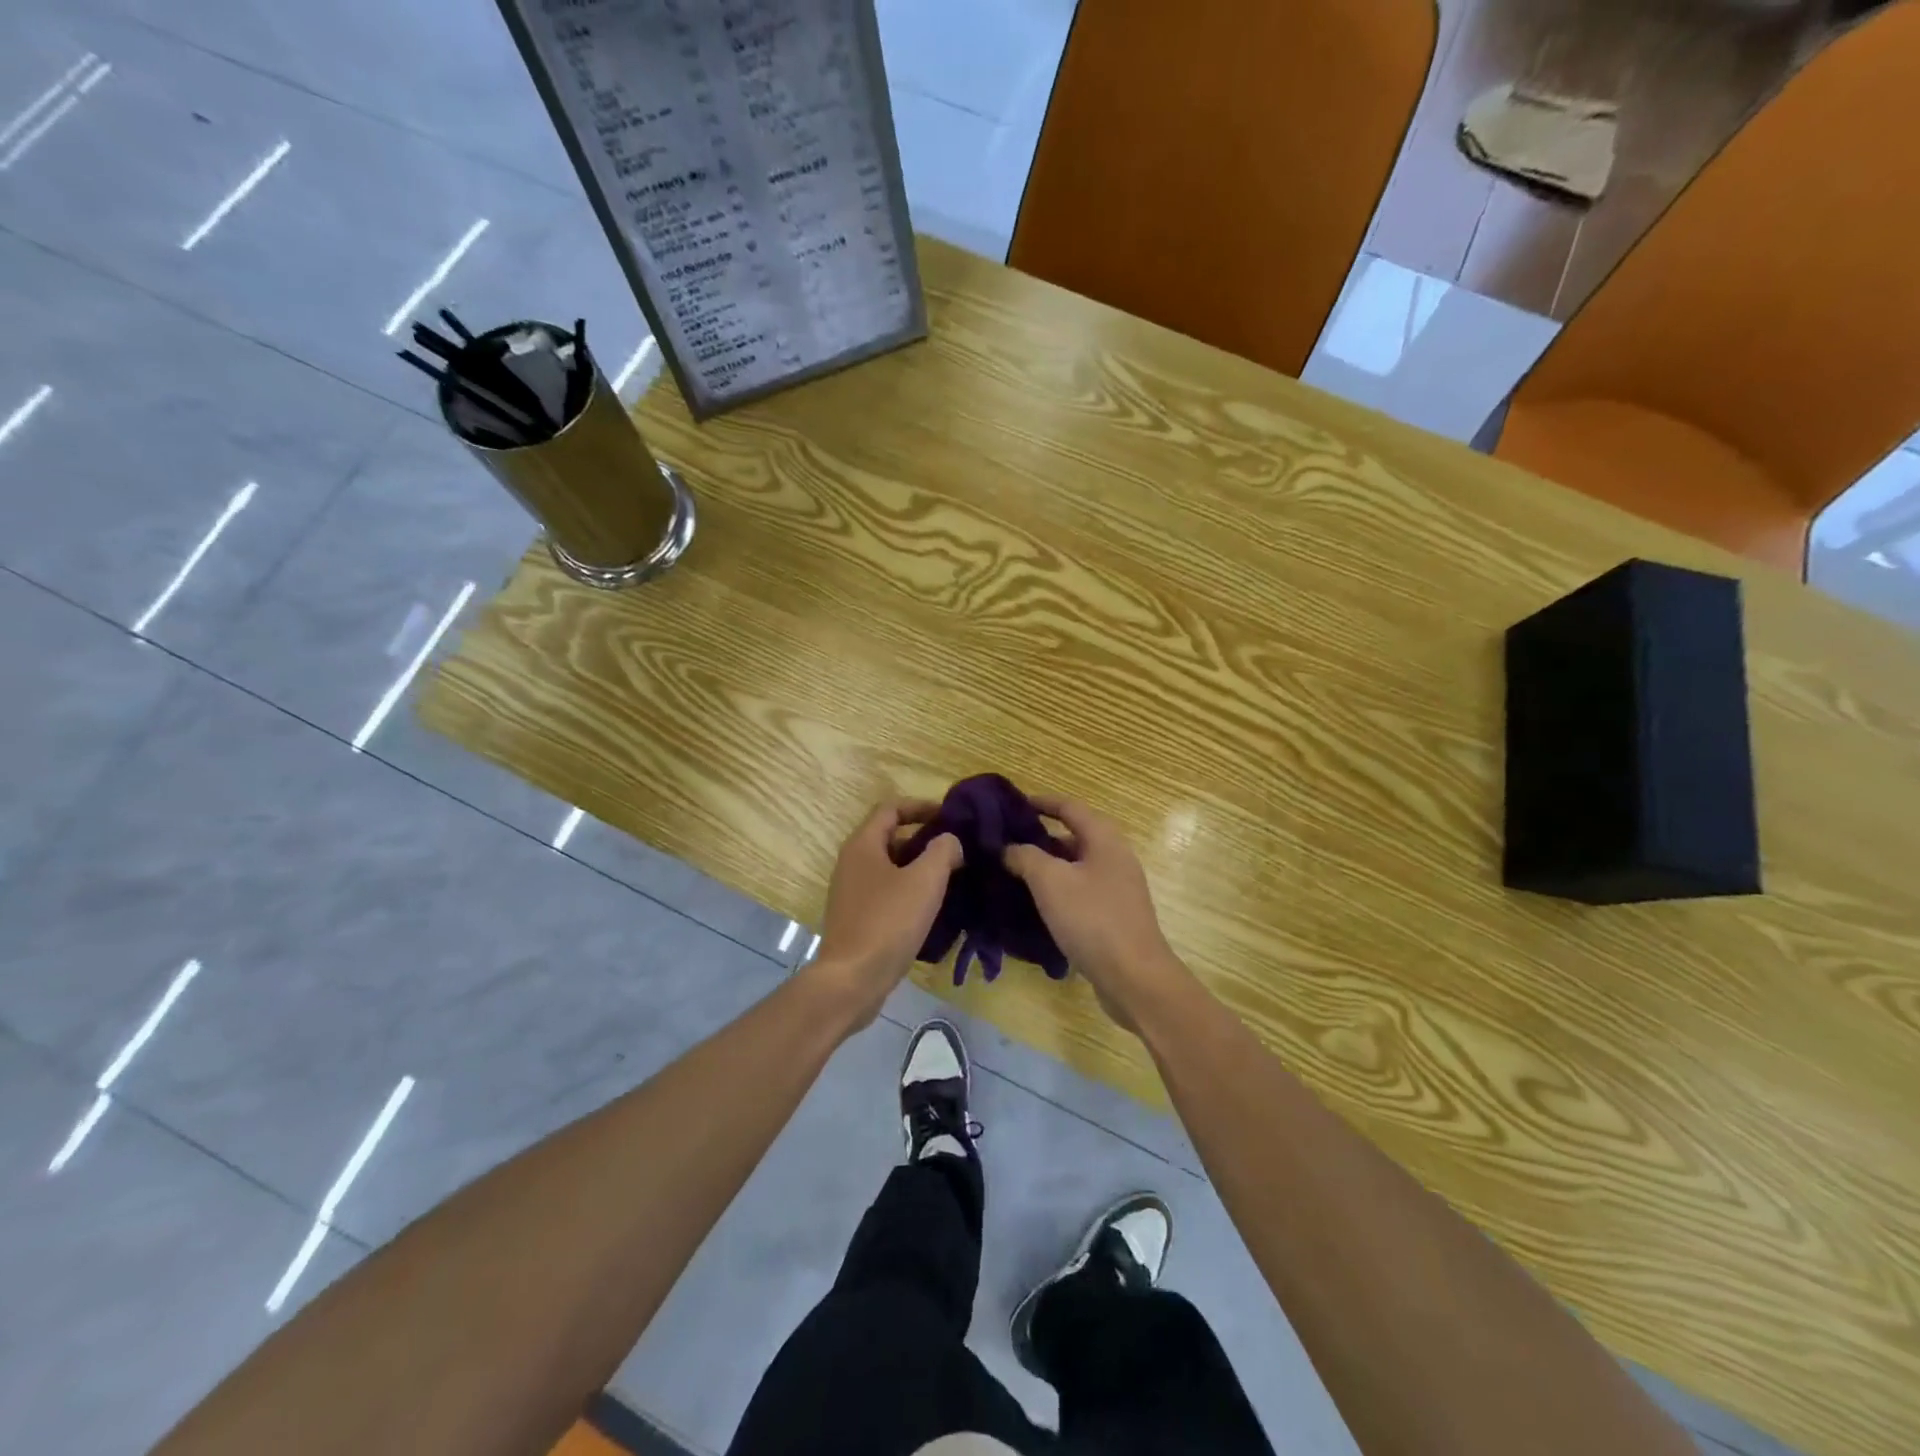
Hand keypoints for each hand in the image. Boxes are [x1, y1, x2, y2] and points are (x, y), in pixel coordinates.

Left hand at [811, 800, 962, 1028]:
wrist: (852, 980)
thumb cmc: (888, 923)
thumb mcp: (924, 881)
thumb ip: (942, 851)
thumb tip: (949, 841)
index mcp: (863, 845)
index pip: (891, 808)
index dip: (921, 806)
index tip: (950, 816)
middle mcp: (852, 863)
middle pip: (890, 837)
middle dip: (924, 839)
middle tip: (957, 849)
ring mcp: (851, 892)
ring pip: (890, 867)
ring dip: (919, 867)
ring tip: (951, 877)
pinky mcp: (856, 918)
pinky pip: (886, 892)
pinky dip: (909, 891)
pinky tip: (932, 907)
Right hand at [1004, 794, 1189, 1032]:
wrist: (1134, 978)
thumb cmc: (1092, 919)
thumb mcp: (1050, 882)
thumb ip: (1025, 857)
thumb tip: (1009, 848)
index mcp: (1104, 840)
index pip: (1070, 808)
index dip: (1042, 802)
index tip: (1014, 804)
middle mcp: (1115, 858)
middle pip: (1074, 836)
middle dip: (1040, 837)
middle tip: (1007, 842)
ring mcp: (1118, 889)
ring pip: (1077, 867)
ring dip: (1048, 866)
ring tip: (1013, 872)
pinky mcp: (1115, 916)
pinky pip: (1081, 892)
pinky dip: (1059, 891)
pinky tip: (1036, 905)